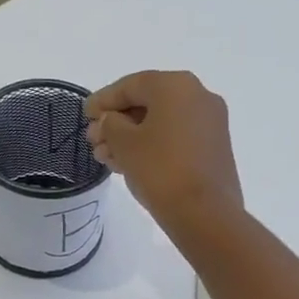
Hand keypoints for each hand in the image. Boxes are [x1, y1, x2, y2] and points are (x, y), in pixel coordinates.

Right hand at [83, 71, 243, 239]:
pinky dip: (152, 145)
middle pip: (147, 103)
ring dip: (131, 137)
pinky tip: (128, 163)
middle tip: (93, 140)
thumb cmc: (160, 169)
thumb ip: (109, 124)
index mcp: (176, 86)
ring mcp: (210, 123)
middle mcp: (198, 96)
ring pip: (161, 123)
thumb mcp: (124, 143)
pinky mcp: (214, 147)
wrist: (206, 213)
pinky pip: (175, 137)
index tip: (85, 115)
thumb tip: (110, 122)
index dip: (103, 100)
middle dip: (116, 122)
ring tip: (105, 157)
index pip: (131, 85)